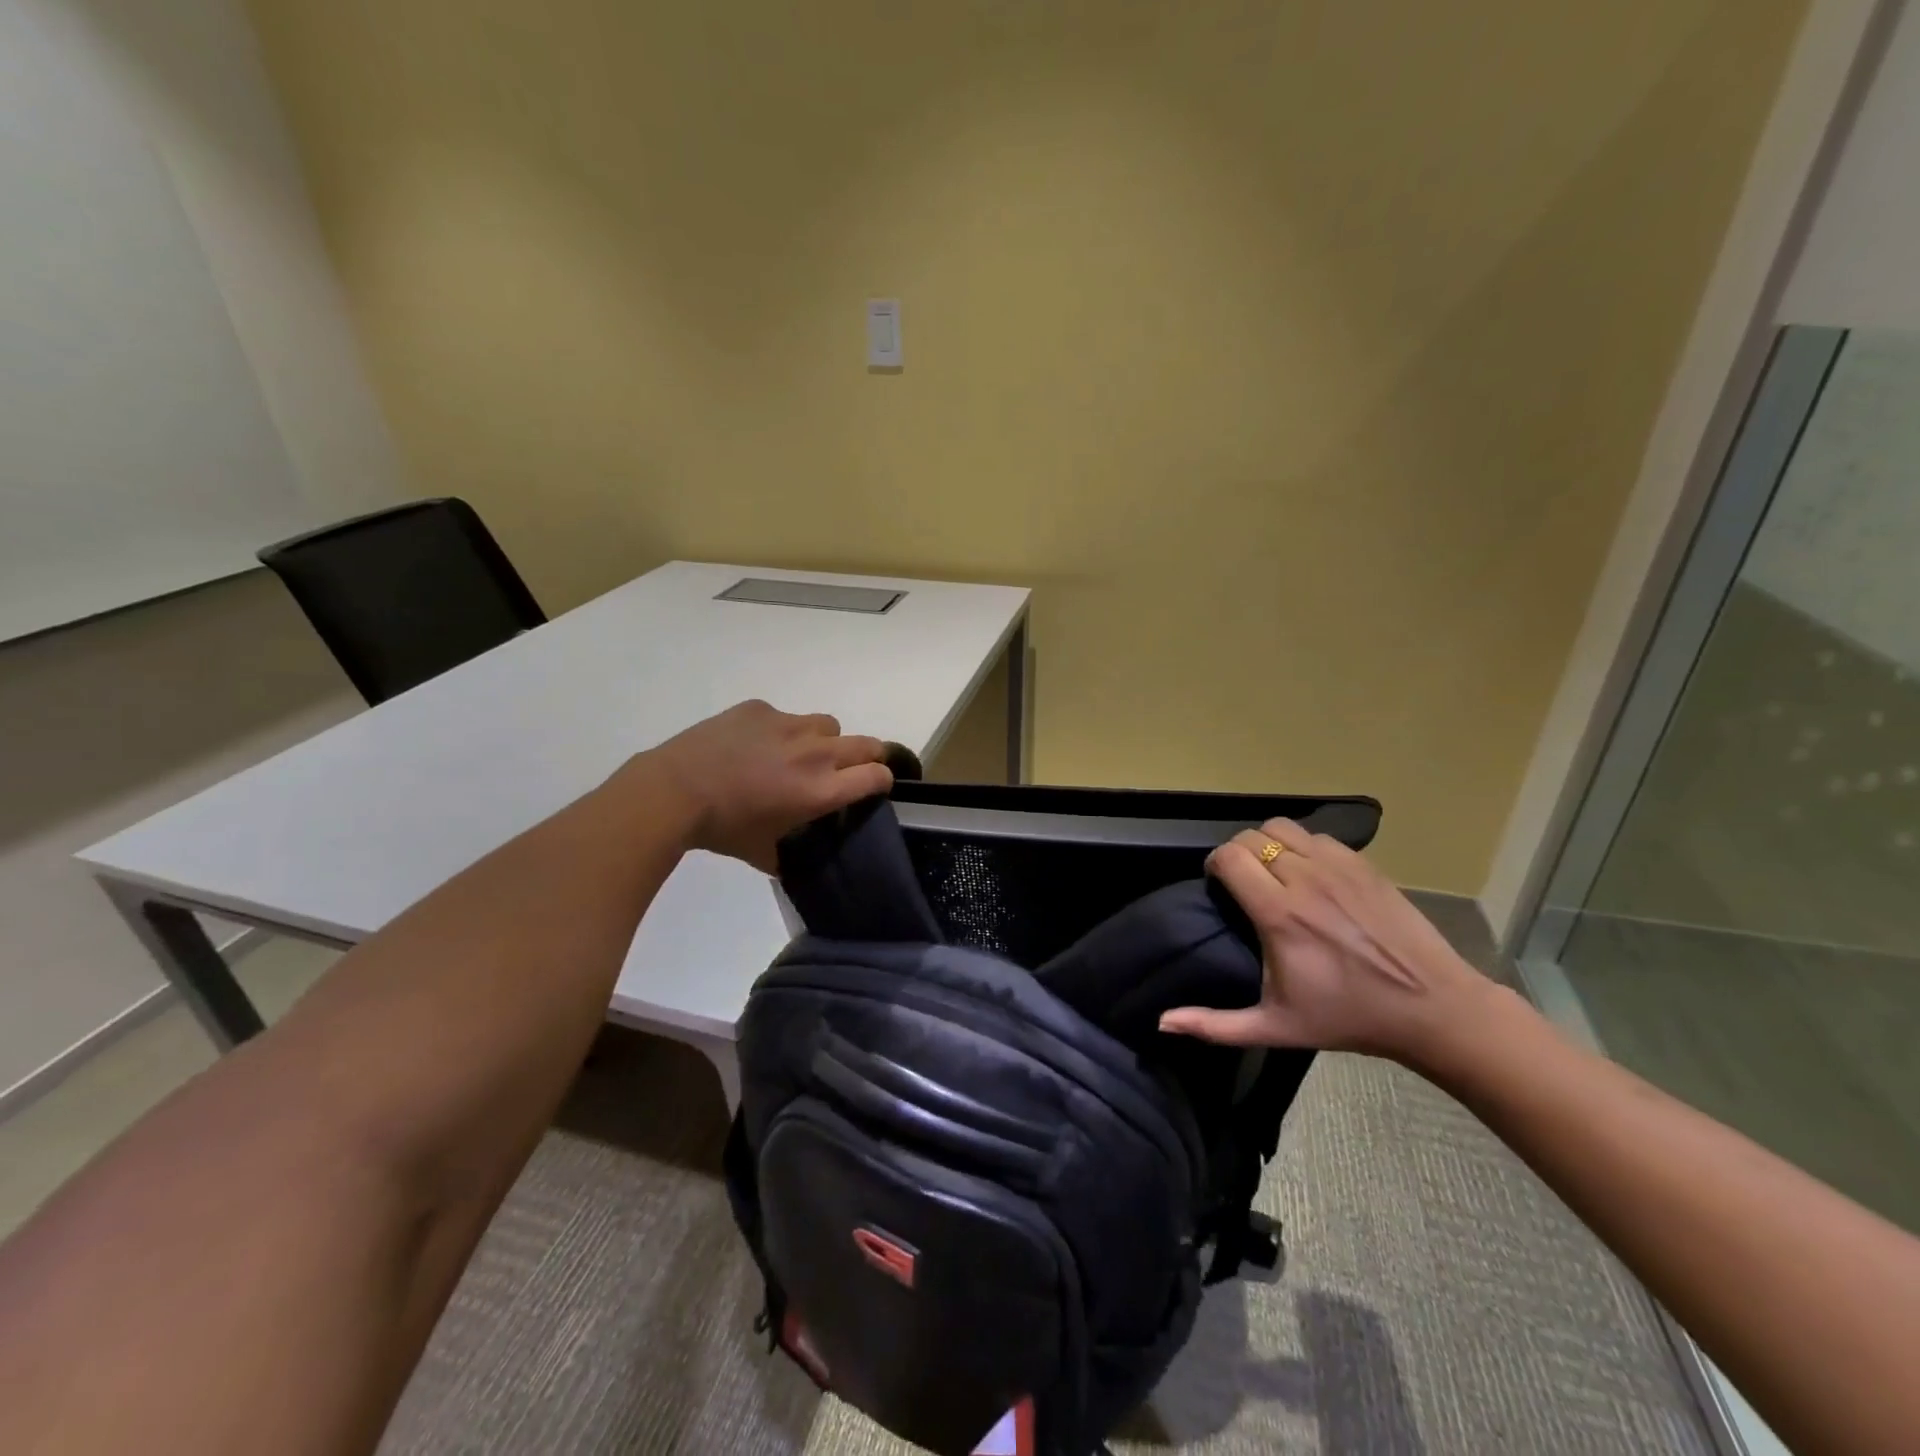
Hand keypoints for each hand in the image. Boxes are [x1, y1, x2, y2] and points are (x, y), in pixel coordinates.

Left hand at [638, 700, 893, 871]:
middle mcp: (815, 753)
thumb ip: (787, 856)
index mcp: (821, 790)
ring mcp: (788, 725)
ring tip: (796, 754)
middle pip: (866, 744)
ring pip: (828, 725)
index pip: (877, 775)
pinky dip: (778, 730)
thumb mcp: (762, 853)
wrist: (674, 791)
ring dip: (823, 740)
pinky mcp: (761, 709)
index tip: (872, 787)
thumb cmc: (723, 829)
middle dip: (866, 757)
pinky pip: (785, 716)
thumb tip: (790, 863)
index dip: (881, 780)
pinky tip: (751, 745)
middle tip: (847, 770)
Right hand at [1159, 817, 1501, 1066]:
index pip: (1229, 857)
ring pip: (1283, 827)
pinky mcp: (1365, 864)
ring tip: (1274, 870)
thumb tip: (1163, 1022)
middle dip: (1237, 853)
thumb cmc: (1349, 1018)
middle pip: (1250, 836)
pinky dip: (1303, 846)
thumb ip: (1215, 1025)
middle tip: (1242, 881)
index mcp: (1279, 914)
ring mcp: (1339, 866)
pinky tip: (1310, 874)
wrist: (1433, 1008)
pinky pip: (1318, 836)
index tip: (1218, 886)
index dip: (1214, 865)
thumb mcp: (1277, 1027)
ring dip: (1268, 843)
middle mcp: (1305, 879)